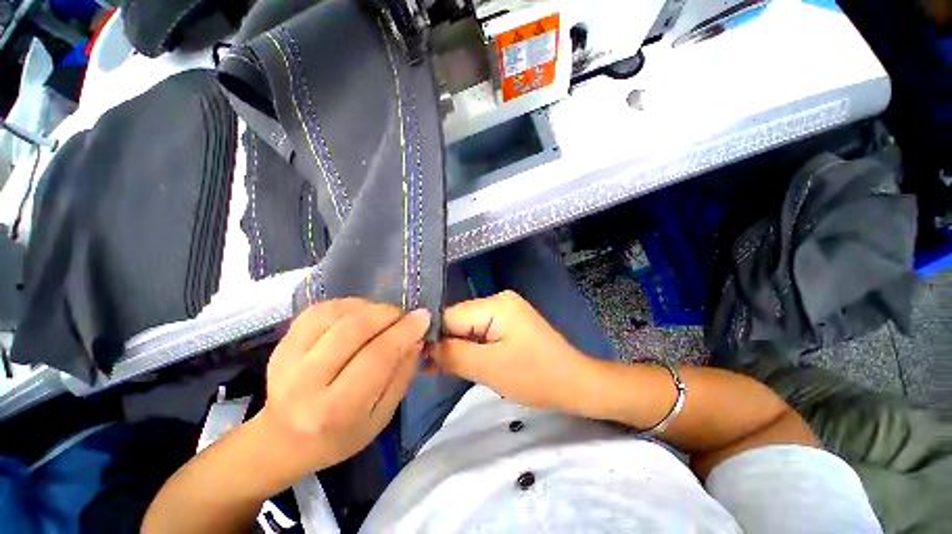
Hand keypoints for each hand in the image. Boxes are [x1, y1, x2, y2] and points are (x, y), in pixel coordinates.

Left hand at [257, 298, 429, 475]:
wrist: (284, 440)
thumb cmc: (340, 435)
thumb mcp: (382, 416)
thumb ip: (402, 375)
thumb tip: (416, 337)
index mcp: (335, 410)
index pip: (377, 357)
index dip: (404, 331)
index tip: (423, 318)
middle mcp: (305, 382)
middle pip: (354, 329)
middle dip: (388, 314)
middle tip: (403, 316)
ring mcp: (287, 357)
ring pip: (337, 313)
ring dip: (369, 307)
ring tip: (382, 317)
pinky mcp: (282, 341)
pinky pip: (321, 309)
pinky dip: (348, 305)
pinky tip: (359, 314)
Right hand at [432, 291, 597, 413]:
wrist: (575, 383)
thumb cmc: (535, 376)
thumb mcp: (489, 368)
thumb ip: (453, 354)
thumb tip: (425, 347)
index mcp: (495, 304)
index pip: (450, 315)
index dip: (434, 337)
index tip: (422, 362)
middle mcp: (499, 299)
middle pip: (459, 320)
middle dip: (447, 344)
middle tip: (434, 371)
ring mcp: (505, 309)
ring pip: (468, 327)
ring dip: (458, 348)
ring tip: (447, 370)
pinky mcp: (509, 321)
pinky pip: (481, 331)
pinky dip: (472, 347)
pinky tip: (465, 362)